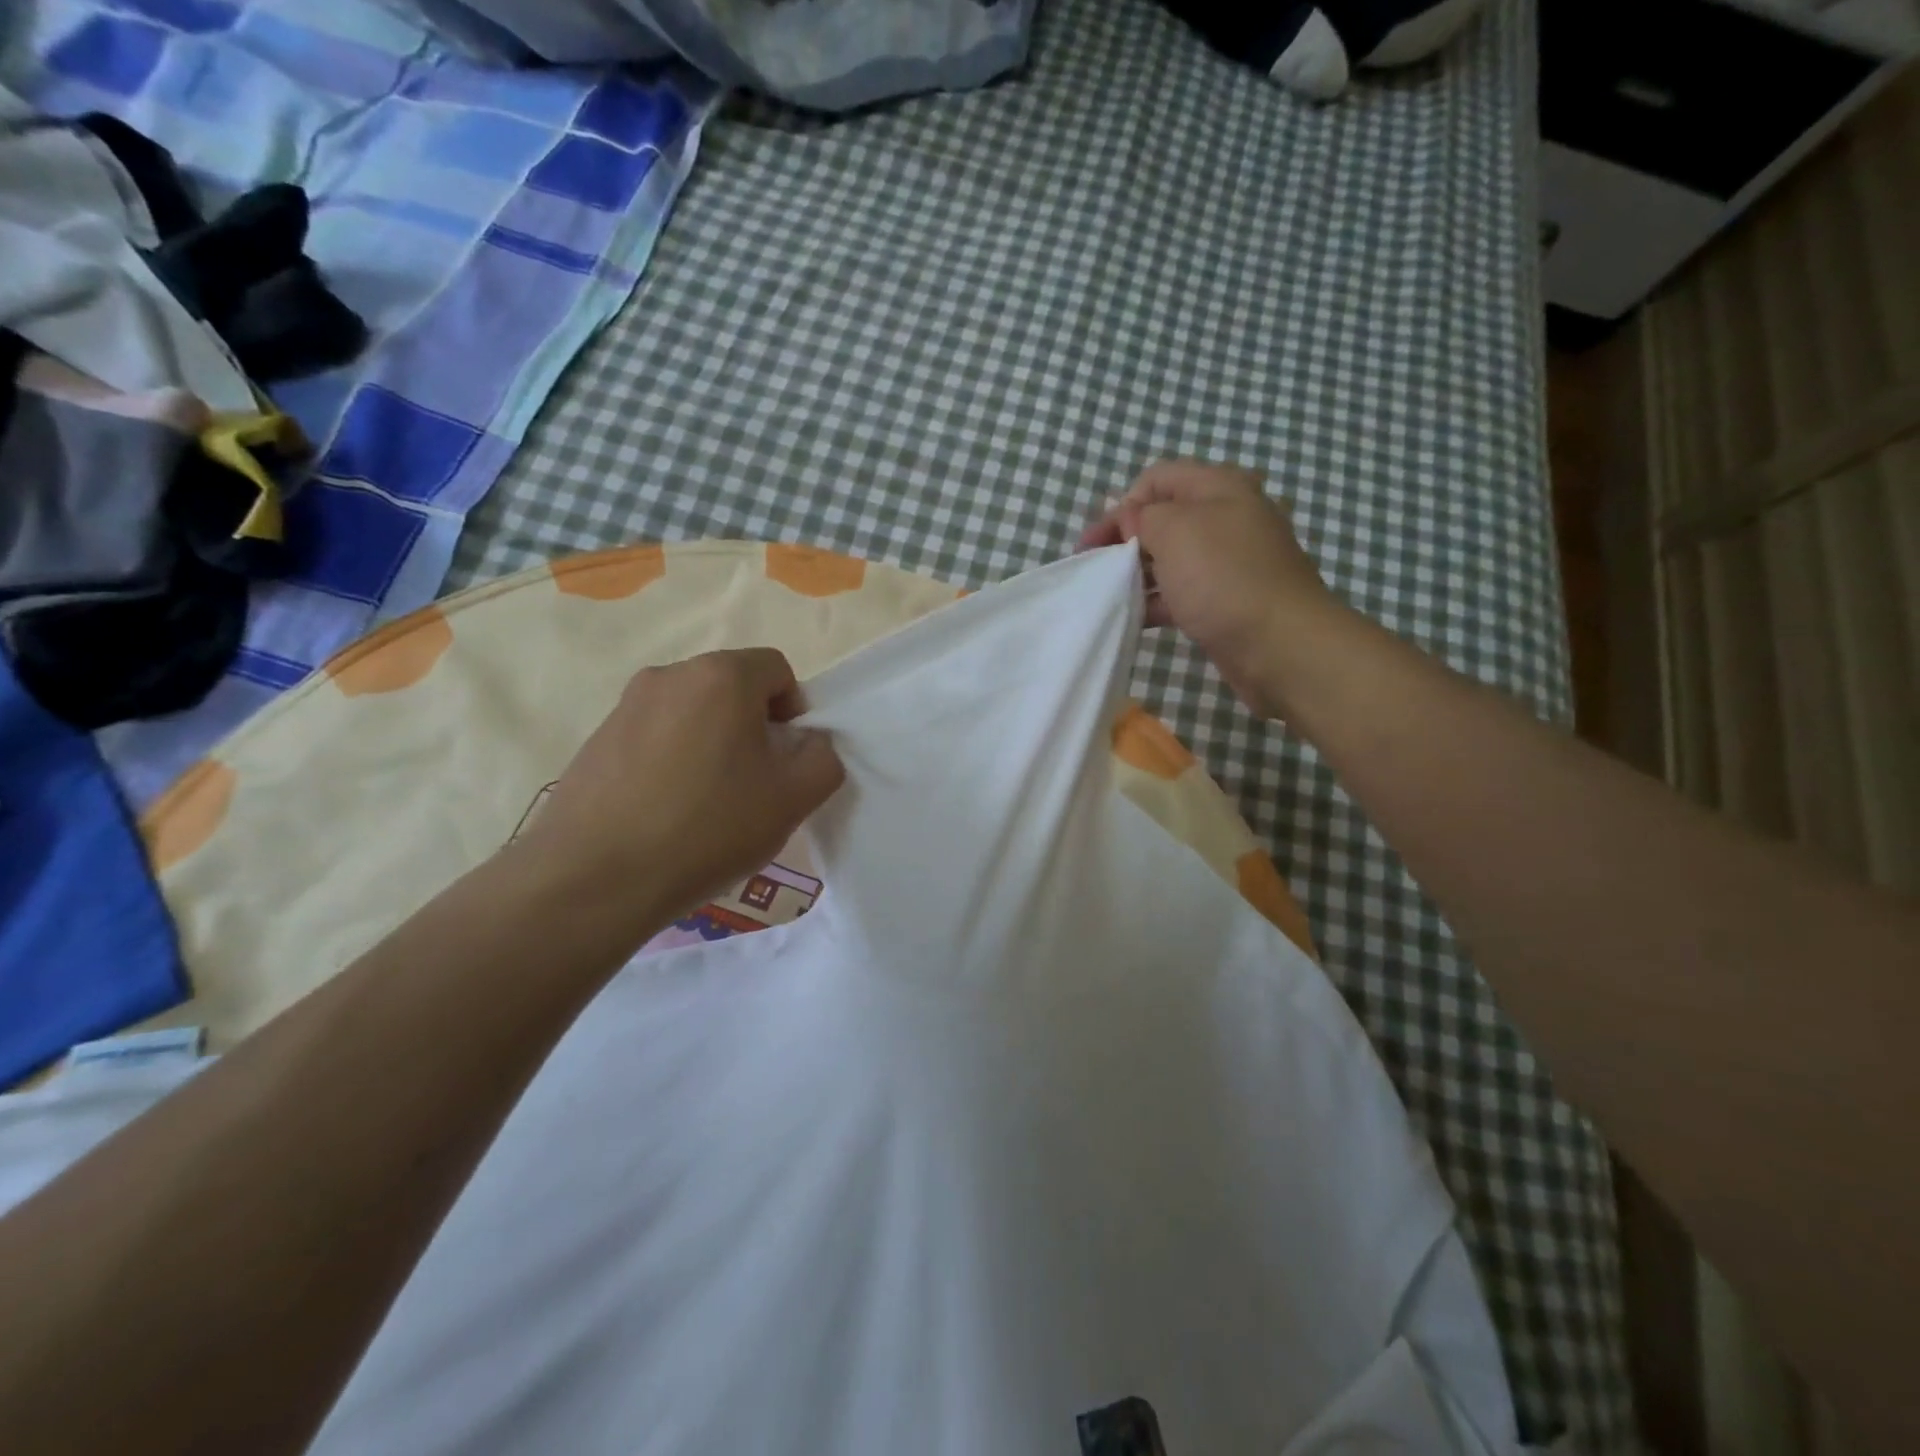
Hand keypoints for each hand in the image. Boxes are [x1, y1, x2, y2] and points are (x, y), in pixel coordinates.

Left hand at [517, 649, 844, 933]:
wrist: (595, 878)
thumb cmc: (708, 828)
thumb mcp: (793, 799)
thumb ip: (823, 759)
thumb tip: (808, 743)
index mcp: (721, 677)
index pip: (777, 669)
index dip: (793, 711)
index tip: (784, 760)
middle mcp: (670, 675)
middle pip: (732, 688)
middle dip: (752, 727)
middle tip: (752, 784)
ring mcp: (625, 706)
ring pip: (692, 713)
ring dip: (711, 743)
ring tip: (706, 803)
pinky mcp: (596, 740)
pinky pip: (654, 737)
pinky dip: (671, 760)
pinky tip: (666, 812)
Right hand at [1080, 461, 1347, 719]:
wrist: (1280, 644)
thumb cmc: (1223, 577)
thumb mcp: (1173, 531)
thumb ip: (1143, 517)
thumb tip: (1132, 518)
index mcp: (1219, 487)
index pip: (1157, 478)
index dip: (1122, 504)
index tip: (1097, 542)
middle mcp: (1227, 517)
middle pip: (1164, 518)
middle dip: (1126, 539)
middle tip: (1094, 567)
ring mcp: (1229, 562)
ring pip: (1171, 558)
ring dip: (1138, 573)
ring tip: (1110, 594)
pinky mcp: (1227, 600)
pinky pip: (1182, 592)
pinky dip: (1156, 601)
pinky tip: (1133, 617)